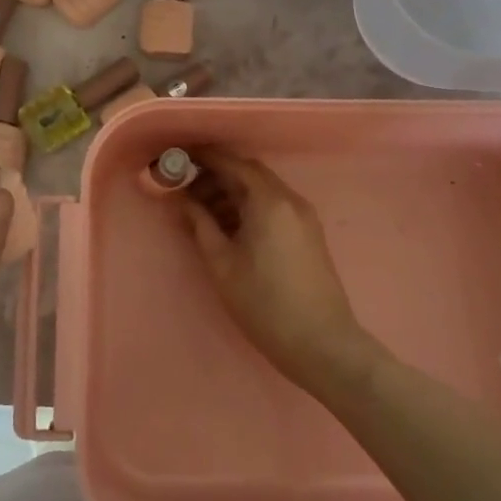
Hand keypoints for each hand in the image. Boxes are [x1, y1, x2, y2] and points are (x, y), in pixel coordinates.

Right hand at [178, 148, 381, 395]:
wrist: (321, 344)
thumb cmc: (264, 303)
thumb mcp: (222, 263)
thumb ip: (200, 224)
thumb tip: (183, 199)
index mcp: (268, 201)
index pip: (232, 163)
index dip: (204, 157)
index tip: (179, 157)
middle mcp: (289, 199)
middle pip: (248, 173)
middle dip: (216, 175)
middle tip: (185, 188)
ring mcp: (303, 216)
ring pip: (261, 189)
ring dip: (231, 192)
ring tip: (201, 211)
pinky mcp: (308, 232)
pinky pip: (273, 206)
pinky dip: (248, 206)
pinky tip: (228, 226)